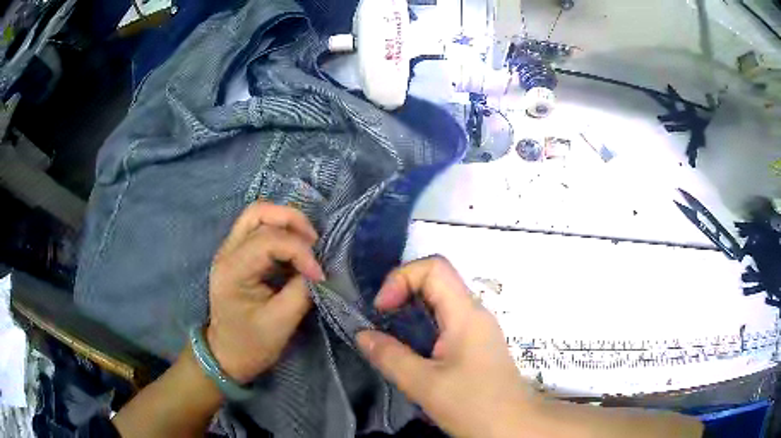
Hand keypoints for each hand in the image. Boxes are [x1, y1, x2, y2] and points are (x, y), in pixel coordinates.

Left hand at [206, 202, 324, 383]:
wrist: (226, 356)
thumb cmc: (251, 345)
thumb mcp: (280, 323)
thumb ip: (301, 291)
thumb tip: (318, 270)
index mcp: (233, 270)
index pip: (269, 240)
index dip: (301, 252)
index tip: (320, 275)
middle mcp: (227, 252)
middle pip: (259, 212)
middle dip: (292, 221)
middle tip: (315, 243)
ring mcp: (230, 251)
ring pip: (258, 215)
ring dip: (286, 223)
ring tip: (308, 244)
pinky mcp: (238, 255)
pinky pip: (260, 229)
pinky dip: (281, 232)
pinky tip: (295, 251)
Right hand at [357, 256, 533, 437]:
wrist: (512, 426)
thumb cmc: (473, 405)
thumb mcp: (424, 384)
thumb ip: (390, 357)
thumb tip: (362, 334)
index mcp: (466, 314)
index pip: (434, 267)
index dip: (401, 279)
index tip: (381, 310)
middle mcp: (475, 313)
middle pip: (437, 280)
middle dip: (403, 292)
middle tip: (381, 320)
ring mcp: (478, 328)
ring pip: (442, 301)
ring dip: (411, 310)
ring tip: (391, 336)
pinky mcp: (477, 343)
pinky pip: (447, 320)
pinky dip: (423, 325)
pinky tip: (412, 351)